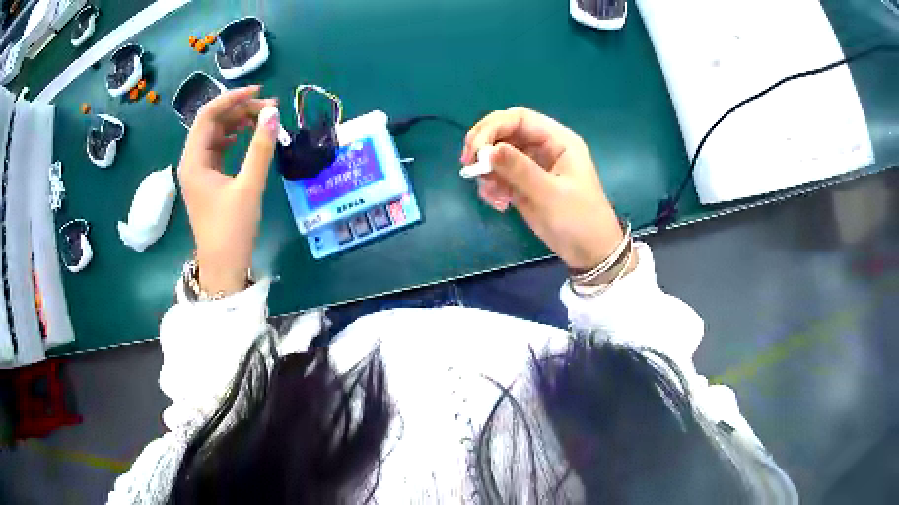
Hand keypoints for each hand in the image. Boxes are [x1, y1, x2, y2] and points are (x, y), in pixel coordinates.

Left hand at [178, 86, 279, 295]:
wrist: (223, 267)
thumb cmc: (232, 229)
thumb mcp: (249, 186)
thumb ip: (260, 147)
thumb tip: (273, 113)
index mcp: (194, 161)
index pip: (208, 115)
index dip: (232, 98)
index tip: (259, 92)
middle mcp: (192, 161)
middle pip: (212, 122)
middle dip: (238, 109)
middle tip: (268, 108)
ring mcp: (198, 171)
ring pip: (215, 134)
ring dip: (237, 122)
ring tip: (262, 118)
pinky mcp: (207, 180)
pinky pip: (217, 149)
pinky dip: (233, 137)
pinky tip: (247, 135)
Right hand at [461, 107, 625, 271]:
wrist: (590, 253)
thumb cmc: (580, 220)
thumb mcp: (551, 194)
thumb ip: (520, 170)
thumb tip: (489, 150)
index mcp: (557, 140)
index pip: (519, 118)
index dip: (493, 127)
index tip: (475, 150)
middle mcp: (543, 147)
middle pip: (504, 132)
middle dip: (484, 146)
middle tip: (468, 165)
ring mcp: (532, 166)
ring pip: (498, 155)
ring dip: (487, 171)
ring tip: (491, 195)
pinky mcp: (523, 185)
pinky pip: (499, 176)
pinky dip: (492, 186)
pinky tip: (498, 204)